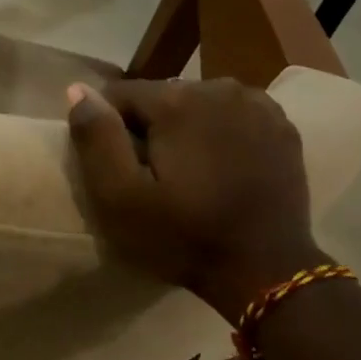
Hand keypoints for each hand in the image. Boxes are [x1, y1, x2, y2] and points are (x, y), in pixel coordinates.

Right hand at [66, 78, 322, 316]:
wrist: (266, 272)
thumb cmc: (183, 237)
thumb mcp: (120, 197)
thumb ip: (96, 138)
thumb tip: (77, 89)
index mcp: (176, 100)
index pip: (119, 95)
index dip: (109, 131)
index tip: (119, 170)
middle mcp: (219, 87)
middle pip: (161, 97)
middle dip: (150, 128)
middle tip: (153, 178)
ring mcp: (258, 105)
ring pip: (198, 104)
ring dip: (185, 129)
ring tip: (188, 174)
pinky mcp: (282, 127)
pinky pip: (233, 117)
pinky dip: (221, 134)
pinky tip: (221, 168)